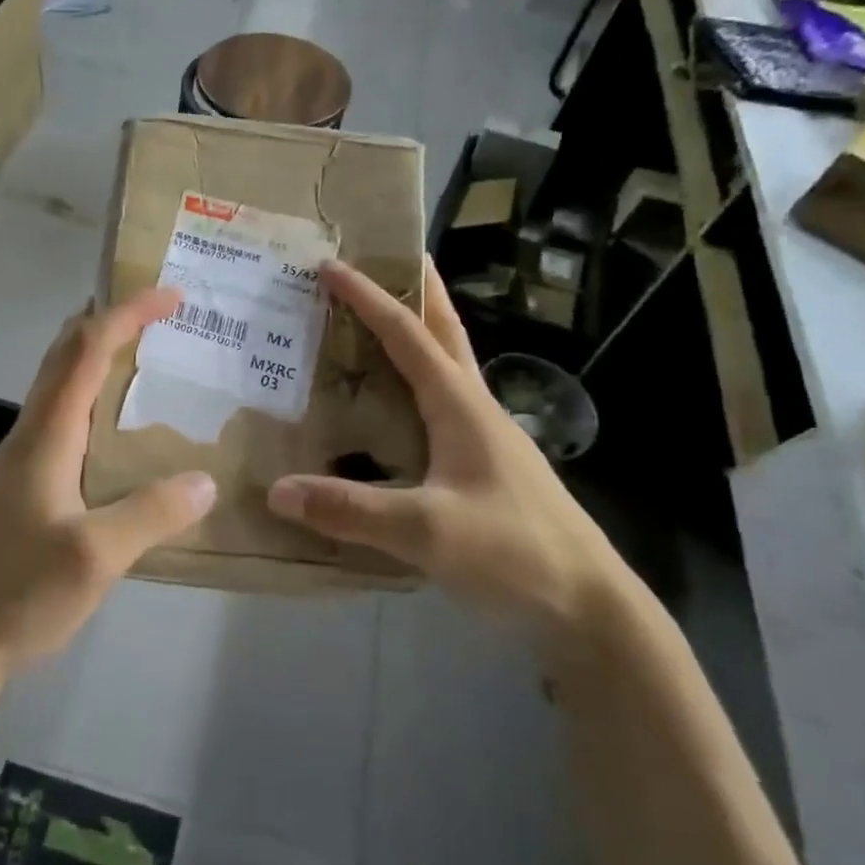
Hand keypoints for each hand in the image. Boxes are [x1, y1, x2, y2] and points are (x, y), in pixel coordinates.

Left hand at [0, 288, 216, 672]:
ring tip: (149, 359)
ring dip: (100, 356)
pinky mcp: (24, 485)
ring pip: (61, 385)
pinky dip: (95, 397)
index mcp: (47, 433)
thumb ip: (151, 514)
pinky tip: (119, 430)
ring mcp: (23, 459)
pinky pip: (63, 419)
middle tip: (161, 315)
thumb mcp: (96, 556)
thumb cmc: (18, 590)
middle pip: (66, 354)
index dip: (128, 313)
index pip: (87, 349)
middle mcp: (32, 433)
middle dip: (111, 321)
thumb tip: (206, 480)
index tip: (172, 295)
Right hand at [266, 258, 622, 633]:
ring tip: (383, 317)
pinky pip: (441, 404)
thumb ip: (350, 510)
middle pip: (446, 331)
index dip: (370, 298)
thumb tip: (276, 489)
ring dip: (420, 330)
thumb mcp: (426, 532)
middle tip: (389, 256)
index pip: (409, 335)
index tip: (331, 265)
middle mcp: (475, 409)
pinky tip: (396, 403)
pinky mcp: (484, 466)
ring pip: (448, 366)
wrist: (588, 607)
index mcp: (461, 406)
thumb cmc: (513, 554)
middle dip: (419, 289)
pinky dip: (416, 381)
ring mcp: (485, 438)